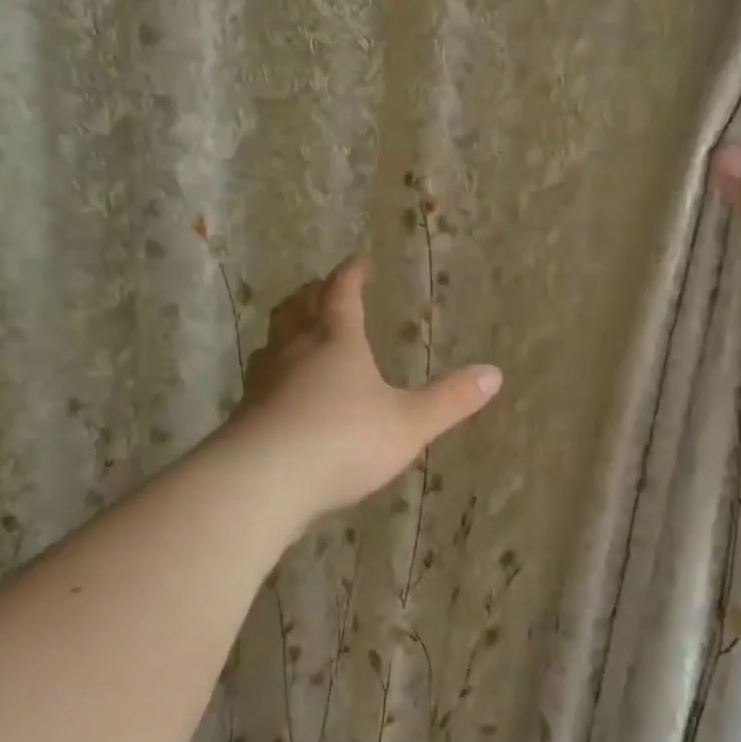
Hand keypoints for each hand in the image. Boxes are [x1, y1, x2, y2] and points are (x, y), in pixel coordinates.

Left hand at [230, 257, 502, 518]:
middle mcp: (296, 352)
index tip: (359, 260)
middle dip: (312, 294)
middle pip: (297, 309)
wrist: (262, 481)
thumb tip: (495, 374)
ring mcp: (265, 382)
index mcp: (337, 342)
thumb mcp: (408, 423)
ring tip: (297, 330)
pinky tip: (279, 391)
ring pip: (273, 341)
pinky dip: (273, 371)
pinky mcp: (245, 414)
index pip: (342, 295)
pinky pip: (260, 378)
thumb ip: (449, 400)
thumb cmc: (343, 440)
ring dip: (286, 328)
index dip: (351, 275)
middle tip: (321, 287)